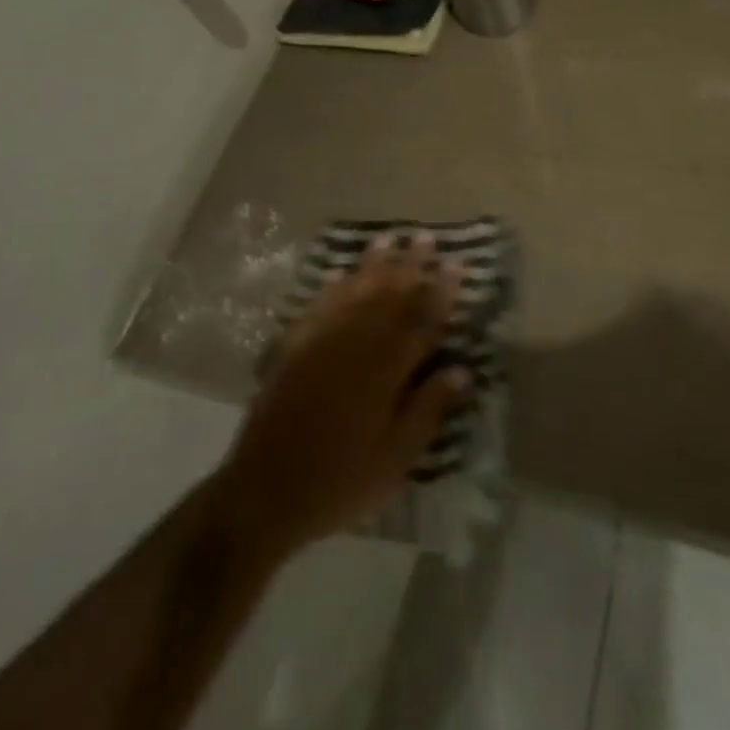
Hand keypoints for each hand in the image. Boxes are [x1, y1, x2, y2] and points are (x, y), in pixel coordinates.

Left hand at [215, 235, 466, 558]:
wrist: (266, 491)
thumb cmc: (341, 481)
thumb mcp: (396, 459)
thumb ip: (428, 410)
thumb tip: (462, 370)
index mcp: (387, 370)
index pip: (422, 320)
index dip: (442, 291)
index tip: (457, 264)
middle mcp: (356, 344)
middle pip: (389, 295)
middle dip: (410, 265)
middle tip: (425, 237)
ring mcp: (322, 341)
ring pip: (355, 291)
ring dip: (373, 264)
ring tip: (388, 238)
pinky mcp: (295, 348)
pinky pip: (320, 306)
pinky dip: (333, 287)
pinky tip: (341, 273)